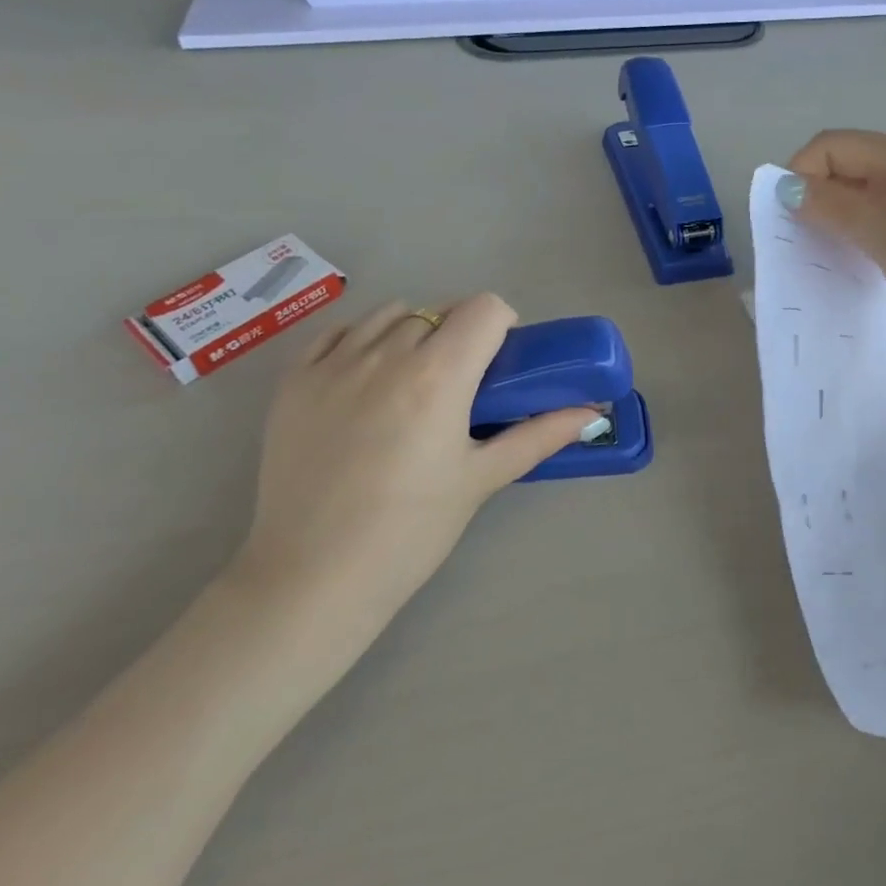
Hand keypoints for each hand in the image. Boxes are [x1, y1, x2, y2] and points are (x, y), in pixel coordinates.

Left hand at [229, 295, 600, 667]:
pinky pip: (338, 334)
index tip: (500, 364)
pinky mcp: (294, 381)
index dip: (502, 327)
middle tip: (461, 387)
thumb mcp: (481, 480)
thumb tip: (591, 414)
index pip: (484, 309)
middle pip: (439, 312)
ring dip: (412, 333)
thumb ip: (538, 436)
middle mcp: (384, 354)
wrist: (314, 575)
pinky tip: (365, 381)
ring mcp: (332, 364)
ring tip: (412, 383)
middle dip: (460, 336)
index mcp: (438, 375)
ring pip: (388, 315)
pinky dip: (362, 342)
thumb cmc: (411, 530)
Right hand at [782, 130, 885, 352]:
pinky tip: (869, 260)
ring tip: (835, 257)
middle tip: (807, 245)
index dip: (799, 175)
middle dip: (817, 197)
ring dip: (841, 217)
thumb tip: (788, 187)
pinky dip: (867, 231)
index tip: (789, 223)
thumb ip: (837, 211)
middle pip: (848, 165)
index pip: (830, 146)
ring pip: (867, 192)